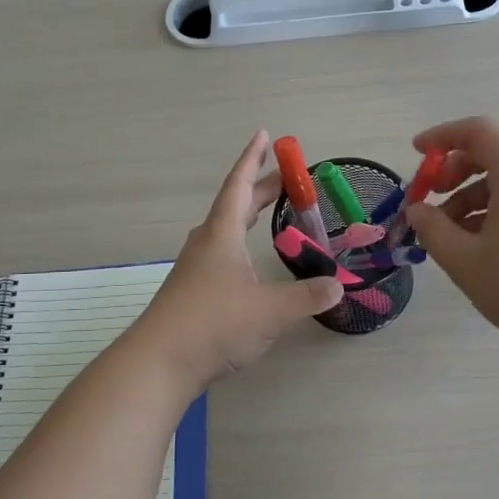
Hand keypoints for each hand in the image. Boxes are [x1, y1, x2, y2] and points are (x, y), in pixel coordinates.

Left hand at [133, 130, 342, 387]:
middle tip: (287, 177)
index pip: (240, 186)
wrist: (159, 363)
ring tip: (270, 213)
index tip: (265, 135)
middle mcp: (207, 244)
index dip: (253, 159)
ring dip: (249, 216)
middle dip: (261, 188)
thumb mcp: (271, 311)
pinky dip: (242, 244)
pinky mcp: (193, 292)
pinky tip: (250, 263)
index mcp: (222, 235)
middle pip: (235, 205)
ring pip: (227, 230)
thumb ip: (308, 296)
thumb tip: (338, 286)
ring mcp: (196, 269)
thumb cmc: (214, 324)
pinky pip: (223, 253)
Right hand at [402, 116, 498, 346]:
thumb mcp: (463, 259)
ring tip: (448, 234)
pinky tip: (478, 245)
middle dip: (454, 171)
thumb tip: (417, 210)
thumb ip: (431, 228)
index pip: (478, 131)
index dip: (442, 136)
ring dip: (471, 196)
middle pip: (493, 153)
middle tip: (430, 200)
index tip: (417, 154)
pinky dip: (494, 210)